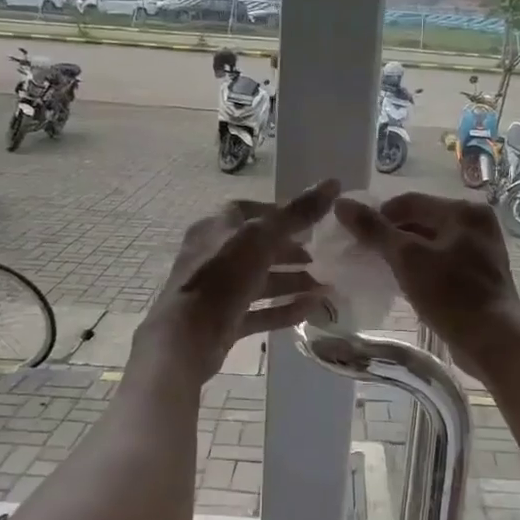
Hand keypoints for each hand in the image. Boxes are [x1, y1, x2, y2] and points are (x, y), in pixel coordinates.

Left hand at [135, 181, 340, 381]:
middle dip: (291, 252)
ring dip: (292, 282)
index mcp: (216, 228)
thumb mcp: (262, 237)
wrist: (186, 338)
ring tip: (325, 287)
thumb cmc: (222, 277)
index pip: (251, 211)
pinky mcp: (224, 321)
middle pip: (258, 248)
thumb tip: (333, 182)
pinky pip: (260, 311)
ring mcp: (219, 291)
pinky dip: (284, 309)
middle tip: (322, 258)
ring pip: (261, 281)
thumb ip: (297, 213)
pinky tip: (311, 309)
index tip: (312, 221)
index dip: (282, 213)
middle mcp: (214, 255)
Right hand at [333, 192, 519, 375]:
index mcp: (464, 210)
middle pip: (421, 219)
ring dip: (404, 253)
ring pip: (431, 242)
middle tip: (364, 255)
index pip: (408, 201)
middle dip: (391, 236)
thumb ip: (374, 230)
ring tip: (380, 270)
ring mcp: (481, 249)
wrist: (493, 342)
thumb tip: (341, 203)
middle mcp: (476, 222)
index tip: (353, 238)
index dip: (377, 216)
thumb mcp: (407, 259)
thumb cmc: (451, 295)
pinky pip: (442, 260)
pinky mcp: (480, 273)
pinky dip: (421, 267)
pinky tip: (404, 283)